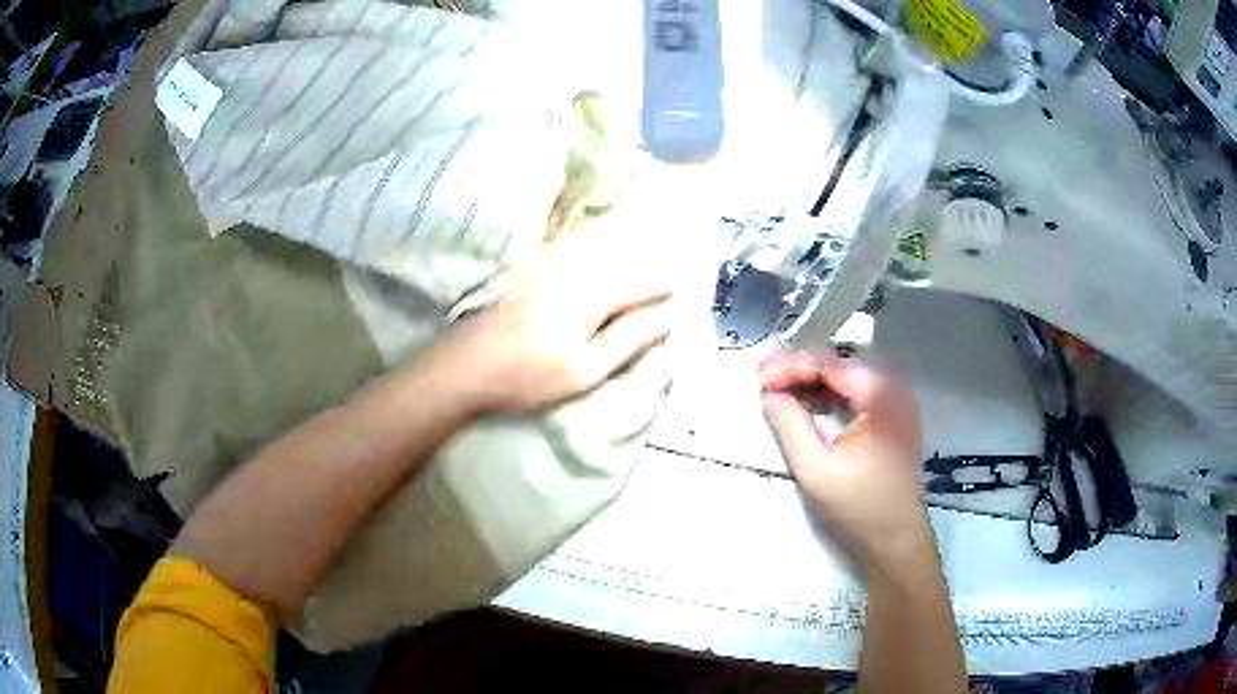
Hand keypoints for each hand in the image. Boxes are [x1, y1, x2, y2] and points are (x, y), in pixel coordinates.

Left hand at [432, 231, 674, 414]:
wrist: (465, 365)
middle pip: (621, 260)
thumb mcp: (586, 369)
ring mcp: (549, 265)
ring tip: (634, 266)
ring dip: (619, 253)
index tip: (678, 293)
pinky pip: (571, 249)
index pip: (641, 283)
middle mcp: (574, 268)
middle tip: (662, 278)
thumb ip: (630, 339)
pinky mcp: (530, 269)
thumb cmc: (528, 375)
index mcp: (593, 292)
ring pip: (596, 250)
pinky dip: (590, 248)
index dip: (663, 288)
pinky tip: (592, 257)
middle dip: (644, 266)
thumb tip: (669, 317)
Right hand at [759, 350, 930, 570]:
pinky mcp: (897, 417)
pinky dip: (834, 394)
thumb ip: (790, 426)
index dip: (791, 366)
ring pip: (851, 376)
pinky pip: (862, 392)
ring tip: (783, 389)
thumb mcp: (815, 469)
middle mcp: (894, 388)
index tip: (759, 378)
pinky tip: (813, 404)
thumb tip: (770, 395)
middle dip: (802, 368)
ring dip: (816, 380)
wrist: (896, 539)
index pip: (830, 364)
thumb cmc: (857, 507)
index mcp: (880, 395)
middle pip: (842, 364)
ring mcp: (899, 402)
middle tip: (766, 377)